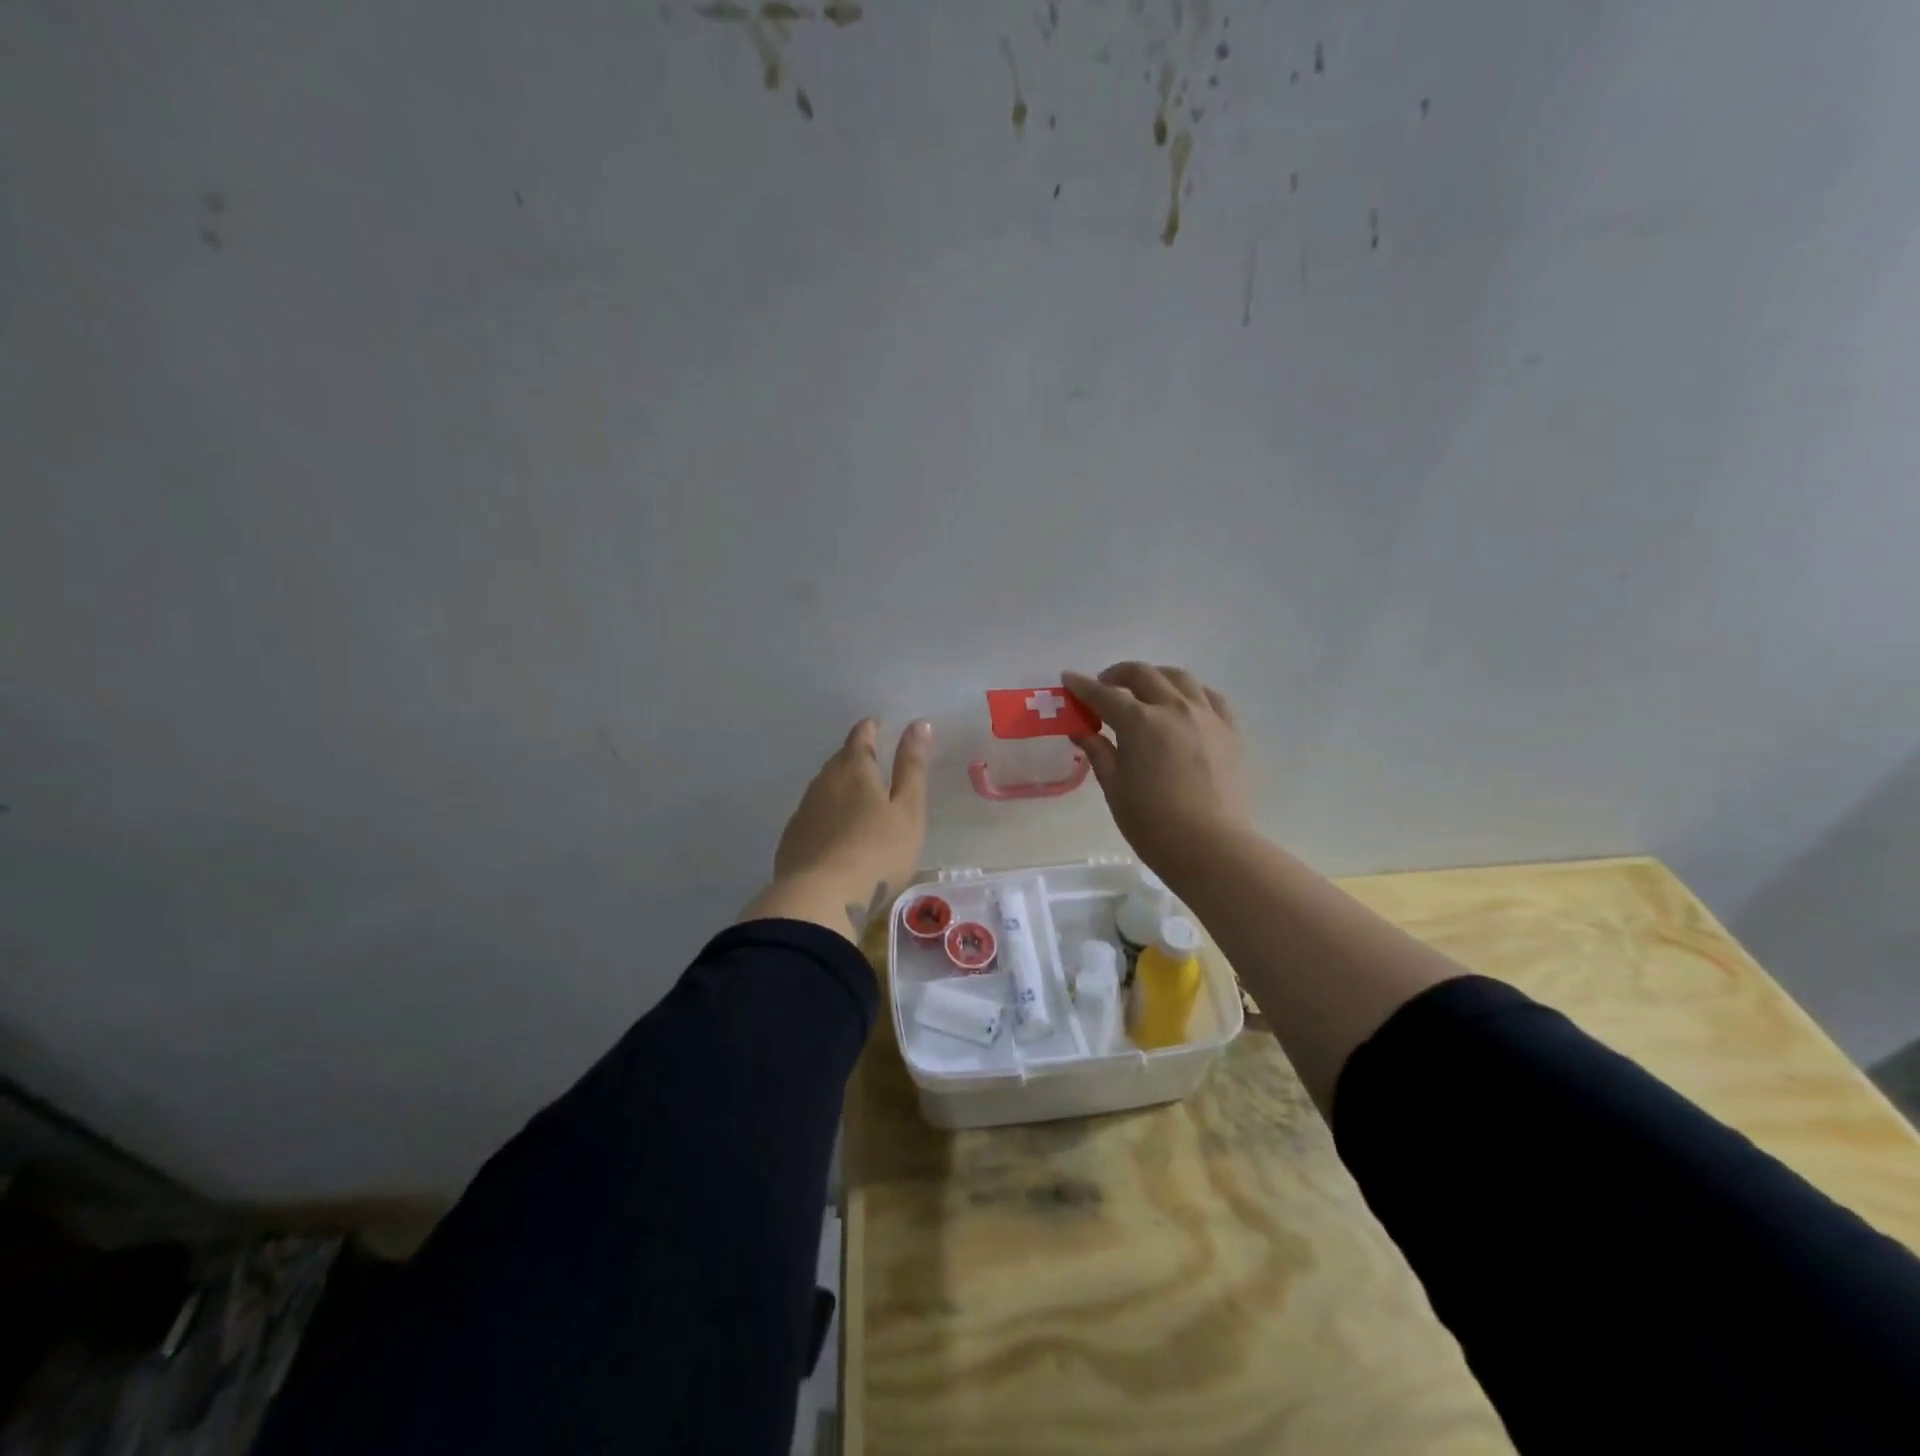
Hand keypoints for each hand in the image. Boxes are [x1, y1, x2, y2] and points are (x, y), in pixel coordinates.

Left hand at [741, 718, 932, 940]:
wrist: (819, 901)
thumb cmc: (876, 853)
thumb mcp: (908, 810)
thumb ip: (912, 767)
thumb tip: (919, 724)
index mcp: (854, 769)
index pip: (861, 737)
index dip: (871, 728)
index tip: (879, 725)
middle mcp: (824, 783)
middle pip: (840, 760)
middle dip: (855, 757)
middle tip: (873, 761)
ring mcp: (803, 812)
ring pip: (824, 788)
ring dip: (840, 787)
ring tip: (857, 797)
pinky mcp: (792, 841)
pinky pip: (813, 816)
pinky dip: (827, 815)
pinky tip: (835, 832)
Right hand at [1062, 664, 1250, 878]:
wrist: (1212, 848)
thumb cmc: (1153, 824)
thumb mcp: (1115, 788)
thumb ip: (1099, 753)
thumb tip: (1082, 731)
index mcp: (1140, 722)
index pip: (1104, 694)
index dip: (1082, 686)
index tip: (1068, 679)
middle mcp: (1174, 708)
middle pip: (1143, 675)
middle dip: (1117, 675)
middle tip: (1103, 688)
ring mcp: (1207, 717)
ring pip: (1179, 678)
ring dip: (1155, 677)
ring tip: (1144, 691)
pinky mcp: (1230, 731)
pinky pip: (1209, 697)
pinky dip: (1190, 693)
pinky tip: (1183, 705)